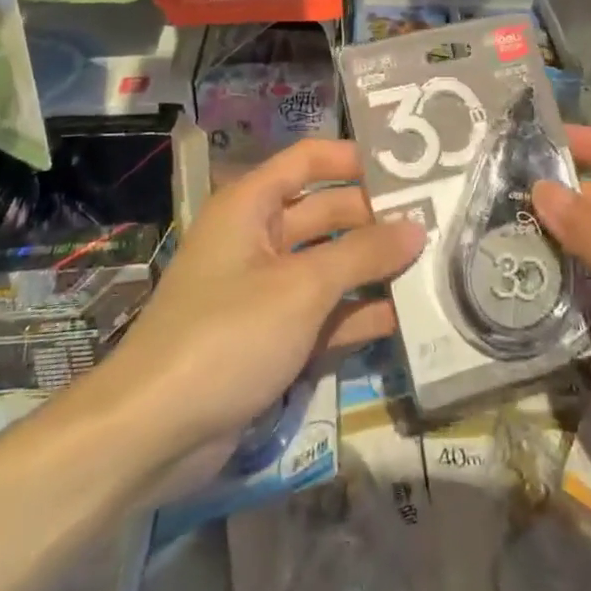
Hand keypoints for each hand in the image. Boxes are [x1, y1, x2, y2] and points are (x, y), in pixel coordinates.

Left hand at [80, 140, 423, 503]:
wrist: (153, 431)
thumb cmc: (227, 334)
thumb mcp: (302, 288)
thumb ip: (363, 254)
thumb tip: (417, 227)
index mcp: (251, 206)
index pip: (309, 161)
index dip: (355, 159)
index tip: (409, 168)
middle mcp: (257, 238)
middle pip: (325, 213)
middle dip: (375, 219)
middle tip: (438, 223)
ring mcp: (264, 290)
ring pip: (328, 266)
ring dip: (372, 269)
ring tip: (434, 266)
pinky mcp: (270, 337)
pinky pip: (321, 313)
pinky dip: (355, 314)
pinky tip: (404, 318)